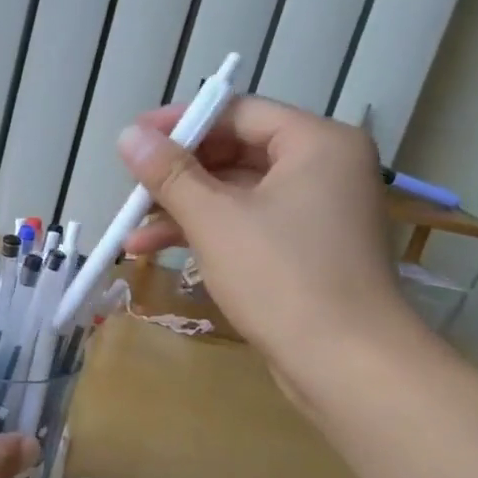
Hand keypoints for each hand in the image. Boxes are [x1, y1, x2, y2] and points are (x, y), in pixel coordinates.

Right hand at [114, 97, 417, 376]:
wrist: (348, 366)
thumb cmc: (282, 278)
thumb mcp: (214, 219)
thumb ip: (169, 172)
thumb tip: (129, 135)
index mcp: (316, 143)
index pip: (238, 112)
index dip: (181, 122)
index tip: (134, 140)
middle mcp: (323, 167)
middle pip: (235, 151)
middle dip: (177, 173)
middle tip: (131, 187)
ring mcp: (316, 210)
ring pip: (235, 191)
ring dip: (181, 207)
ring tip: (129, 228)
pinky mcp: (305, 248)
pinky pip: (246, 222)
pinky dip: (204, 231)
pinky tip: (154, 250)